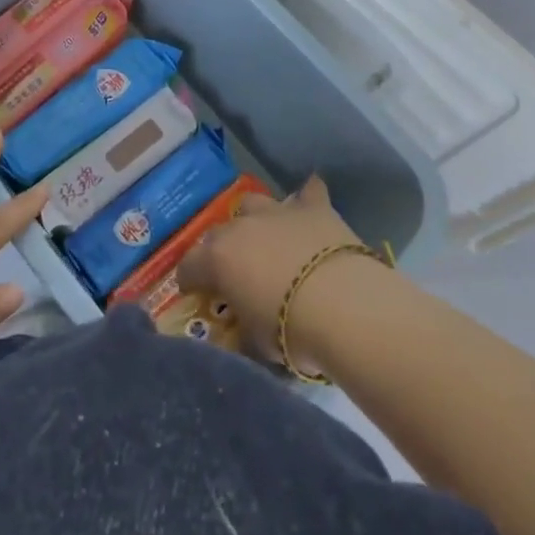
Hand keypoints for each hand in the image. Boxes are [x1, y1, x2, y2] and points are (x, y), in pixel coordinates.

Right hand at [176, 176, 370, 364]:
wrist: (344, 306)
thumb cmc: (291, 331)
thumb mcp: (256, 341)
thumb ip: (243, 326)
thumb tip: (241, 327)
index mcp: (218, 259)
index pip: (190, 266)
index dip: (190, 279)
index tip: (194, 292)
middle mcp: (241, 227)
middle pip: (219, 232)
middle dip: (221, 249)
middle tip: (234, 271)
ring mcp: (277, 212)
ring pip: (253, 204)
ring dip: (255, 220)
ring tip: (266, 238)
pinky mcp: (314, 208)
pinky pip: (308, 192)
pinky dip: (306, 198)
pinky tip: (309, 204)